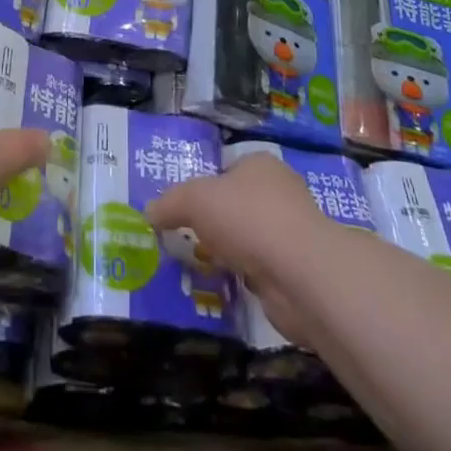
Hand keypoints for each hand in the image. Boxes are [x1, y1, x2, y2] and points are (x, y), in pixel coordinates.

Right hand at [146, 153, 332, 346]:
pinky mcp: (296, 271)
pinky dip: (245, 277)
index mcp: (259, 164)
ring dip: (229, 253)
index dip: (203, 188)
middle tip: (185, 240)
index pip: (226, 169)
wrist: (302, 275)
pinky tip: (226, 285)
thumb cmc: (247, 219)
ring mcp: (291, 233)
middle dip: (214, 224)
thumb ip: (169, 203)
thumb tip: (148, 212)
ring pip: (248, 239)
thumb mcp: (194, 200)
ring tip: (201, 266)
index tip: (181, 211)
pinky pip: (260, 270)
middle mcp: (280, 193)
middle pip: (236, 205)